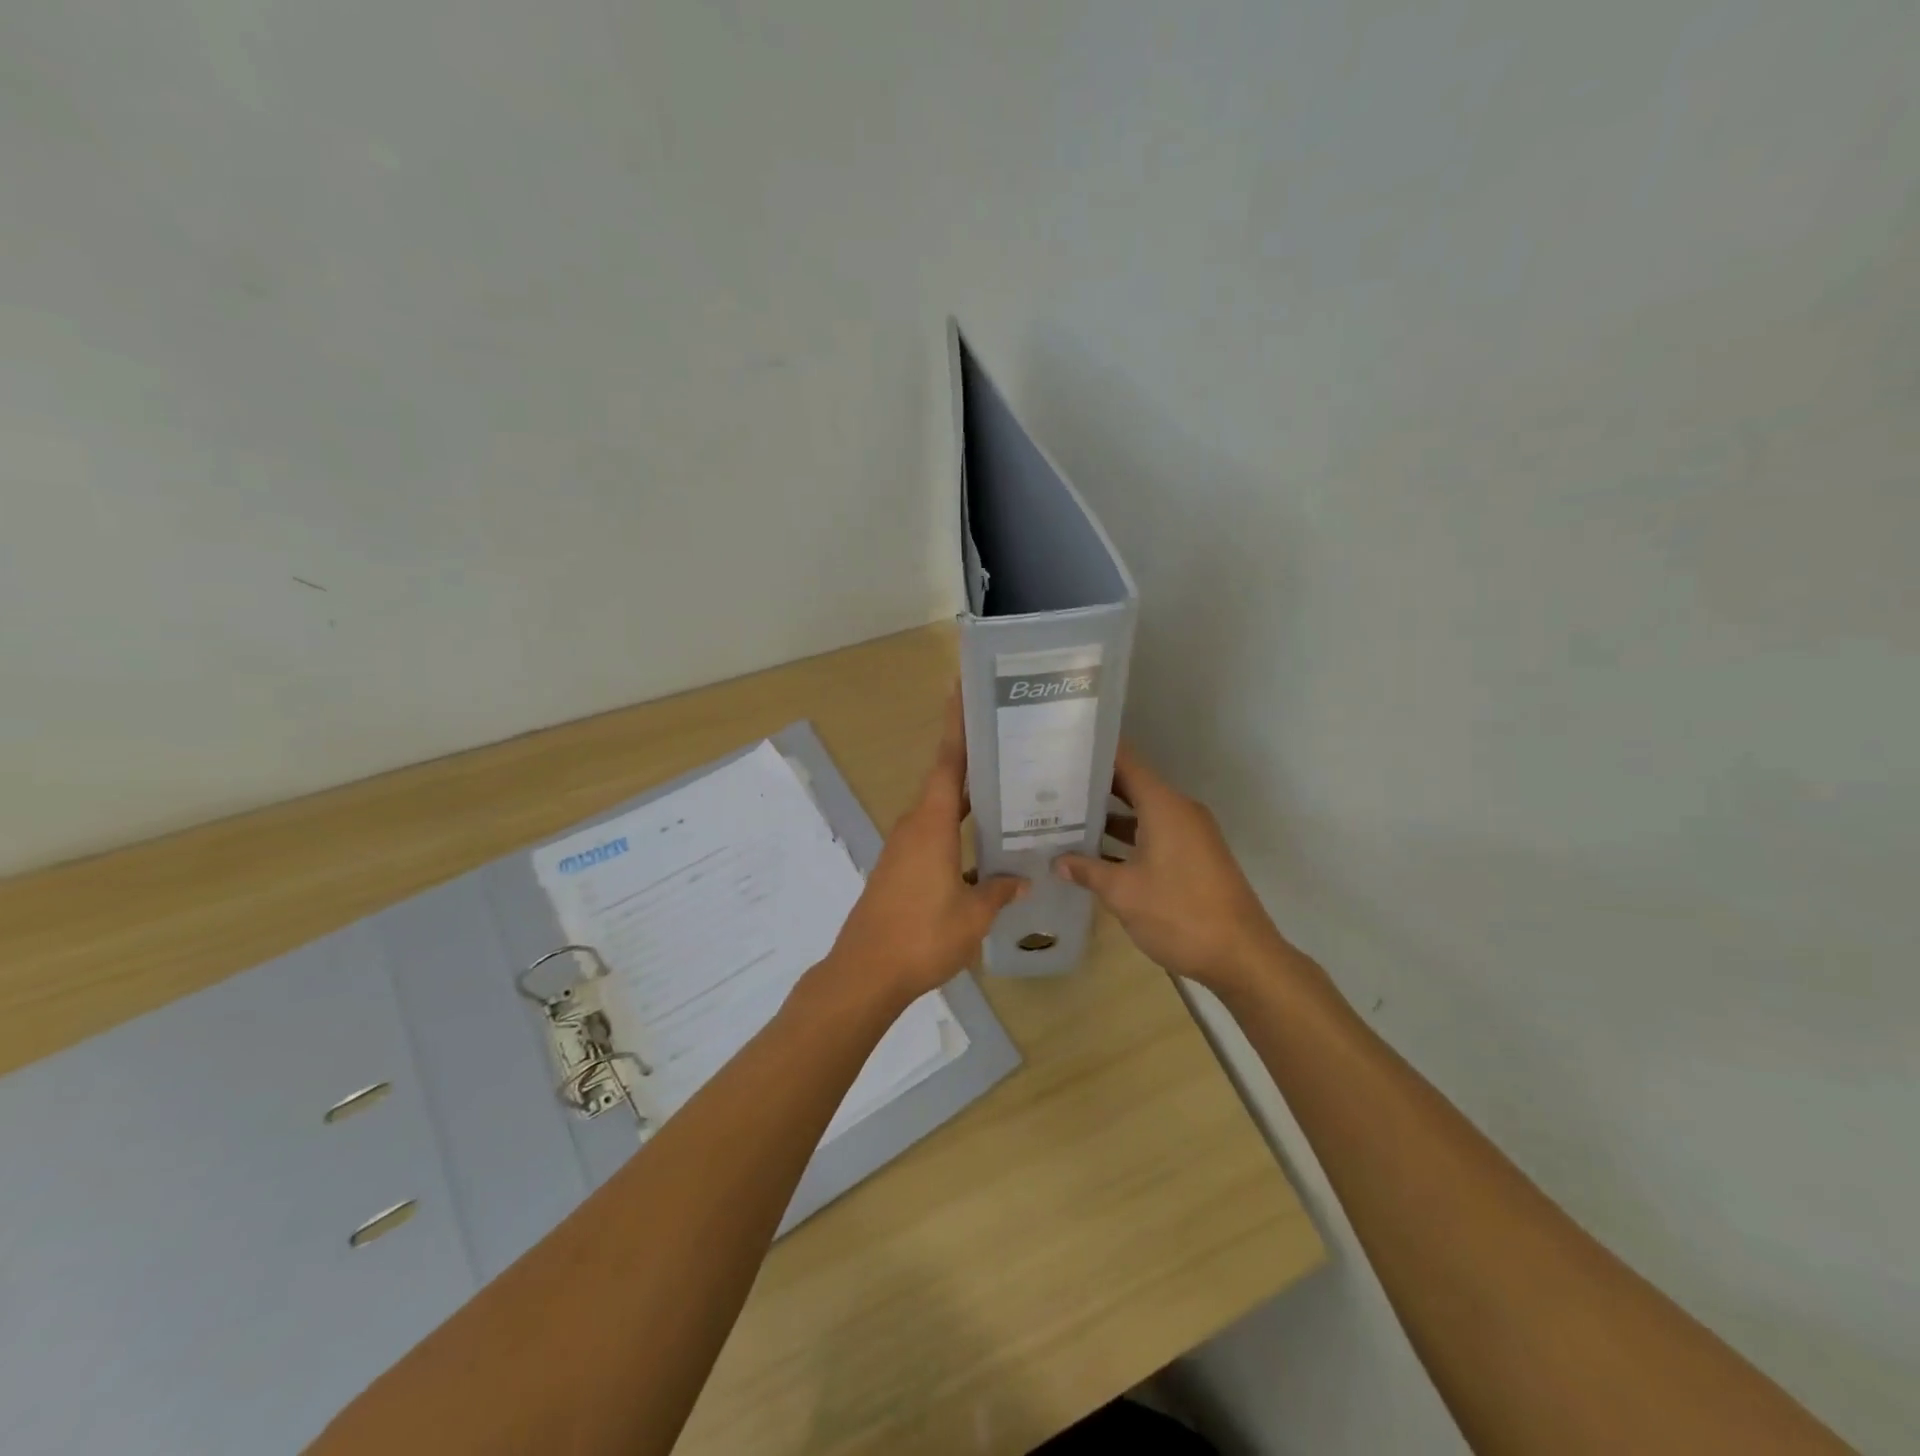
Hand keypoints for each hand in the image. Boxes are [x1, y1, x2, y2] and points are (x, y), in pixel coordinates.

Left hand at [823, 694, 1026, 1006]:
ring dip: (967, 798)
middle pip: (945, 781)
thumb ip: (999, 891)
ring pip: (940, 810)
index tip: (962, 691)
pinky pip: (933, 834)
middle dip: (972, 758)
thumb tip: (1022, 879)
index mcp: (932, 824)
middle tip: (1007, 741)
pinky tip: (982, 846)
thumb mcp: (973, 915)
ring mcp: (903, 848)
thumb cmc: (922, 935)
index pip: (948, 763)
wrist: (866, 972)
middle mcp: (915, 826)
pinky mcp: (899, 869)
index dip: (956, 726)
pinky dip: (956, 828)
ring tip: (1004, 789)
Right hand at [1054, 743, 1301, 996]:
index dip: (1094, 752)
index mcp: (1164, 806)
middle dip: (1093, 787)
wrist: (1242, 957)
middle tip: (1052, 787)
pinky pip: (1154, 833)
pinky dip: (1127, 838)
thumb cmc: (1179, 914)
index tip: (1062, 749)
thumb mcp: (1123, 892)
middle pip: (1132, 785)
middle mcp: (1179, 811)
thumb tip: (1058, 861)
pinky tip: (1096, 854)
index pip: (1126, 761)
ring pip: (1142, 813)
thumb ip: (1087, 870)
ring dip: (1108, 818)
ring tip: (1064, 819)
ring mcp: (1190, 835)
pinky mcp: (1194, 857)